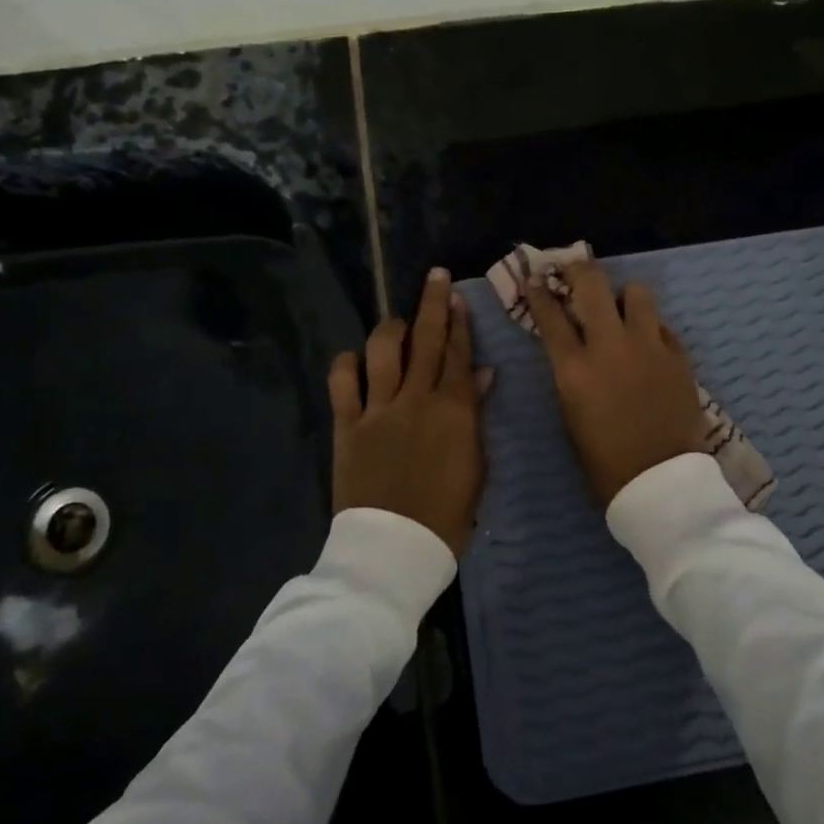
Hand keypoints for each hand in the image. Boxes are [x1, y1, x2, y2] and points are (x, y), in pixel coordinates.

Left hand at [329, 268, 487, 557]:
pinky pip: (342, 382)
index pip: (457, 354)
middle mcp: (415, 399)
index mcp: (453, 410)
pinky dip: (347, 364)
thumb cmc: (447, 514)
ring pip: (382, 351)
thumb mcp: (475, 466)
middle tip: (436, 276)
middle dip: (432, 303)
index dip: (459, 322)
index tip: (458, 296)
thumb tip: (481, 374)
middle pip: (425, 340)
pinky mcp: (348, 425)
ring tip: (398, 323)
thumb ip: (475, 415)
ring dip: (391, 328)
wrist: (395, 548)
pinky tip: (354, 359)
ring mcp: (378, 410)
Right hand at [526, 261, 705, 507]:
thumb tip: (574, 345)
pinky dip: (650, 327)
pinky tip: (648, 343)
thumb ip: (570, 372)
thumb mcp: (571, 412)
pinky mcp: (678, 356)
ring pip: (637, 293)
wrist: (660, 482)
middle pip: (592, 285)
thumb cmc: (604, 459)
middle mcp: (610, 346)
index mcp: (574, 368)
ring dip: (624, 295)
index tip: (536, 280)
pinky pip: (662, 325)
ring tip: (621, 308)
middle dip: (579, 269)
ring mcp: (649, 347)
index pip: (550, 315)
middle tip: (575, 267)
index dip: (539, 293)